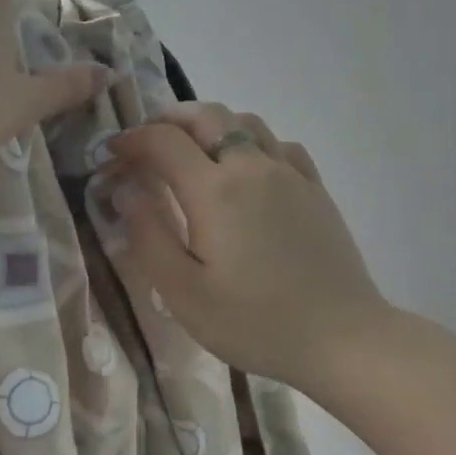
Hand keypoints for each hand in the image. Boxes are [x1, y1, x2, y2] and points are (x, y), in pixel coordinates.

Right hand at [105, 102, 392, 389]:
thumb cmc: (255, 322)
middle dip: (169, 120)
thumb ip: (148, 235)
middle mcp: (252, 166)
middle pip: (206, 116)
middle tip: (148, 143)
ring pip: (245, 121)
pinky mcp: (315, 188)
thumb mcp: (184, 293)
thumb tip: (126, 190)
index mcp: (214, 190)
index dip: (132, 140)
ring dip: (211, 124)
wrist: (342, 338)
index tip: (113, 154)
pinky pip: (279, 144)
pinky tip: (248, 168)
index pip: (163, 141)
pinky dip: (252, 141)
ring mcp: (290, 174)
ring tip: (194, 150)